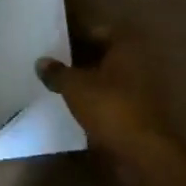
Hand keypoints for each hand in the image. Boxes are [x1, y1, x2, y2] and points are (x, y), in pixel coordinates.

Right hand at [35, 36, 171, 159]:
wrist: (143, 154)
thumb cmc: (110, 107)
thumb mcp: (75, 86)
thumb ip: (57, 72)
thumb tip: (42, 62)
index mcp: (125, 47)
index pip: (97, 31)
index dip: (75, 36)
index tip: (55, 43)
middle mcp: (137, 63)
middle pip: (103, 55)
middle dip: (80, 59)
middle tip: (54, 64)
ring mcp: (140, 90)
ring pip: (107, 78)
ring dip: (88, 82)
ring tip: (60, 86)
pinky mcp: (138, 114)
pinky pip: (112, 99)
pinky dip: (96, 101)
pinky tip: (76, 107)